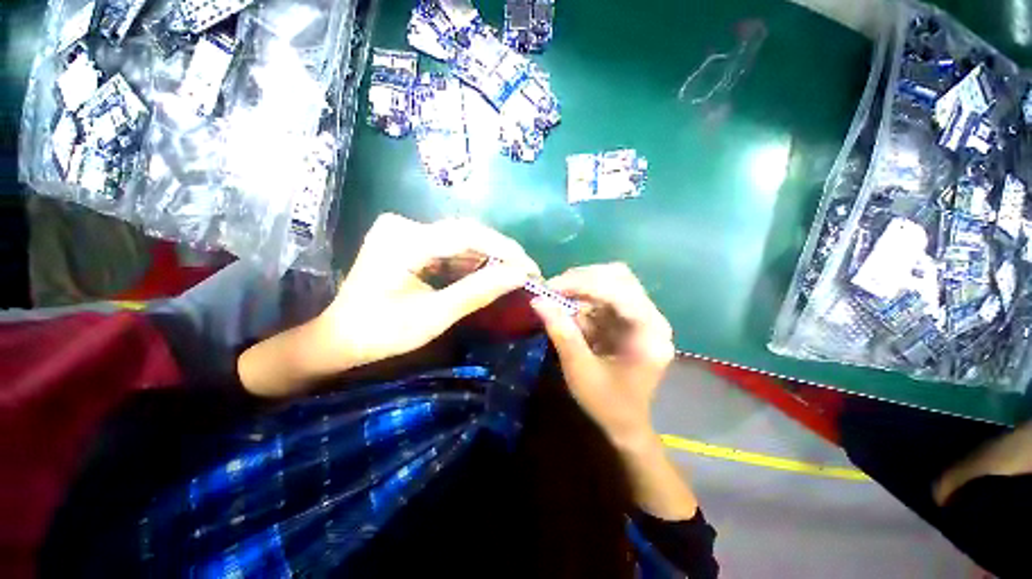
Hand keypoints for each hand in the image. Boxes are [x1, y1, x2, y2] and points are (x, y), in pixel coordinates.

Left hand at [239, 214, 537, 395]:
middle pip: (466, 234)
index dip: (505, 250)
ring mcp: (406, 232)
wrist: (339, 338)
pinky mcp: (410, 242)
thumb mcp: (434, 316)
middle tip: (527, 273)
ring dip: (489, 259)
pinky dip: (472, 263)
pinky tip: (489, 275)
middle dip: (500, 254)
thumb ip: (477, 292)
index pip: (467, 235)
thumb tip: (520, 275)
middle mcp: (405, 225)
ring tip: (515, 276)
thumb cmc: (380, 333)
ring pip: (461, 241)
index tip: (531, 269)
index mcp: (404, 240)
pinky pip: (450, 248)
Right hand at [530, 263, 673, 449]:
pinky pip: (605, 295)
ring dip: (582, 285)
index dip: (584, 284)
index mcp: (649, 332)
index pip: (619, 292)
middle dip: (582, 279)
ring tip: (557, 295)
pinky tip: (569, 307)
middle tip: (553, 288)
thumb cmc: (607, 403)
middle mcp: (651, 317)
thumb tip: (538, 301)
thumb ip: (561, 332)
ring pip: (612, 281)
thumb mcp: (580, 370)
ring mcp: (641, 316)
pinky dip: (583, 297)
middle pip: (619, 278)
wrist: (625, 424)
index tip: (551, 288)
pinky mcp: (628, 318)